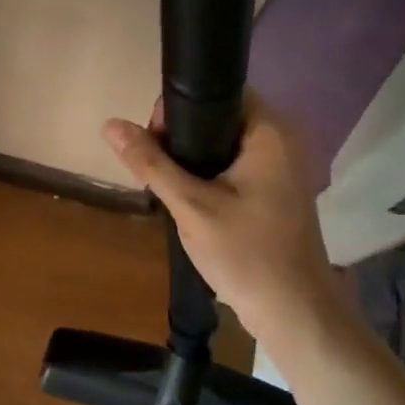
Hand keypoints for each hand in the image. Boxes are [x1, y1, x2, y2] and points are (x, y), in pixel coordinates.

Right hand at [103, 94, 347, 338]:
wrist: (293, 311)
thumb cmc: (245, 253)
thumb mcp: (190, 206)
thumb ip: (151, 163)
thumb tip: (111, 124)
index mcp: (269, 133)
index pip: (220, 92)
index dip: (179, 108)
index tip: (154, 141)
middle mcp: (281, 142)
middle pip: (219, 118)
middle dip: (181, 138)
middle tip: (156, 170)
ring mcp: (281, 169)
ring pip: (224, 146)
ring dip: (192, 161)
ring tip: (167, 187)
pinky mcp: (276, 192)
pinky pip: (235, 168)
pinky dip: (210, 177)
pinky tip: (190, 202)